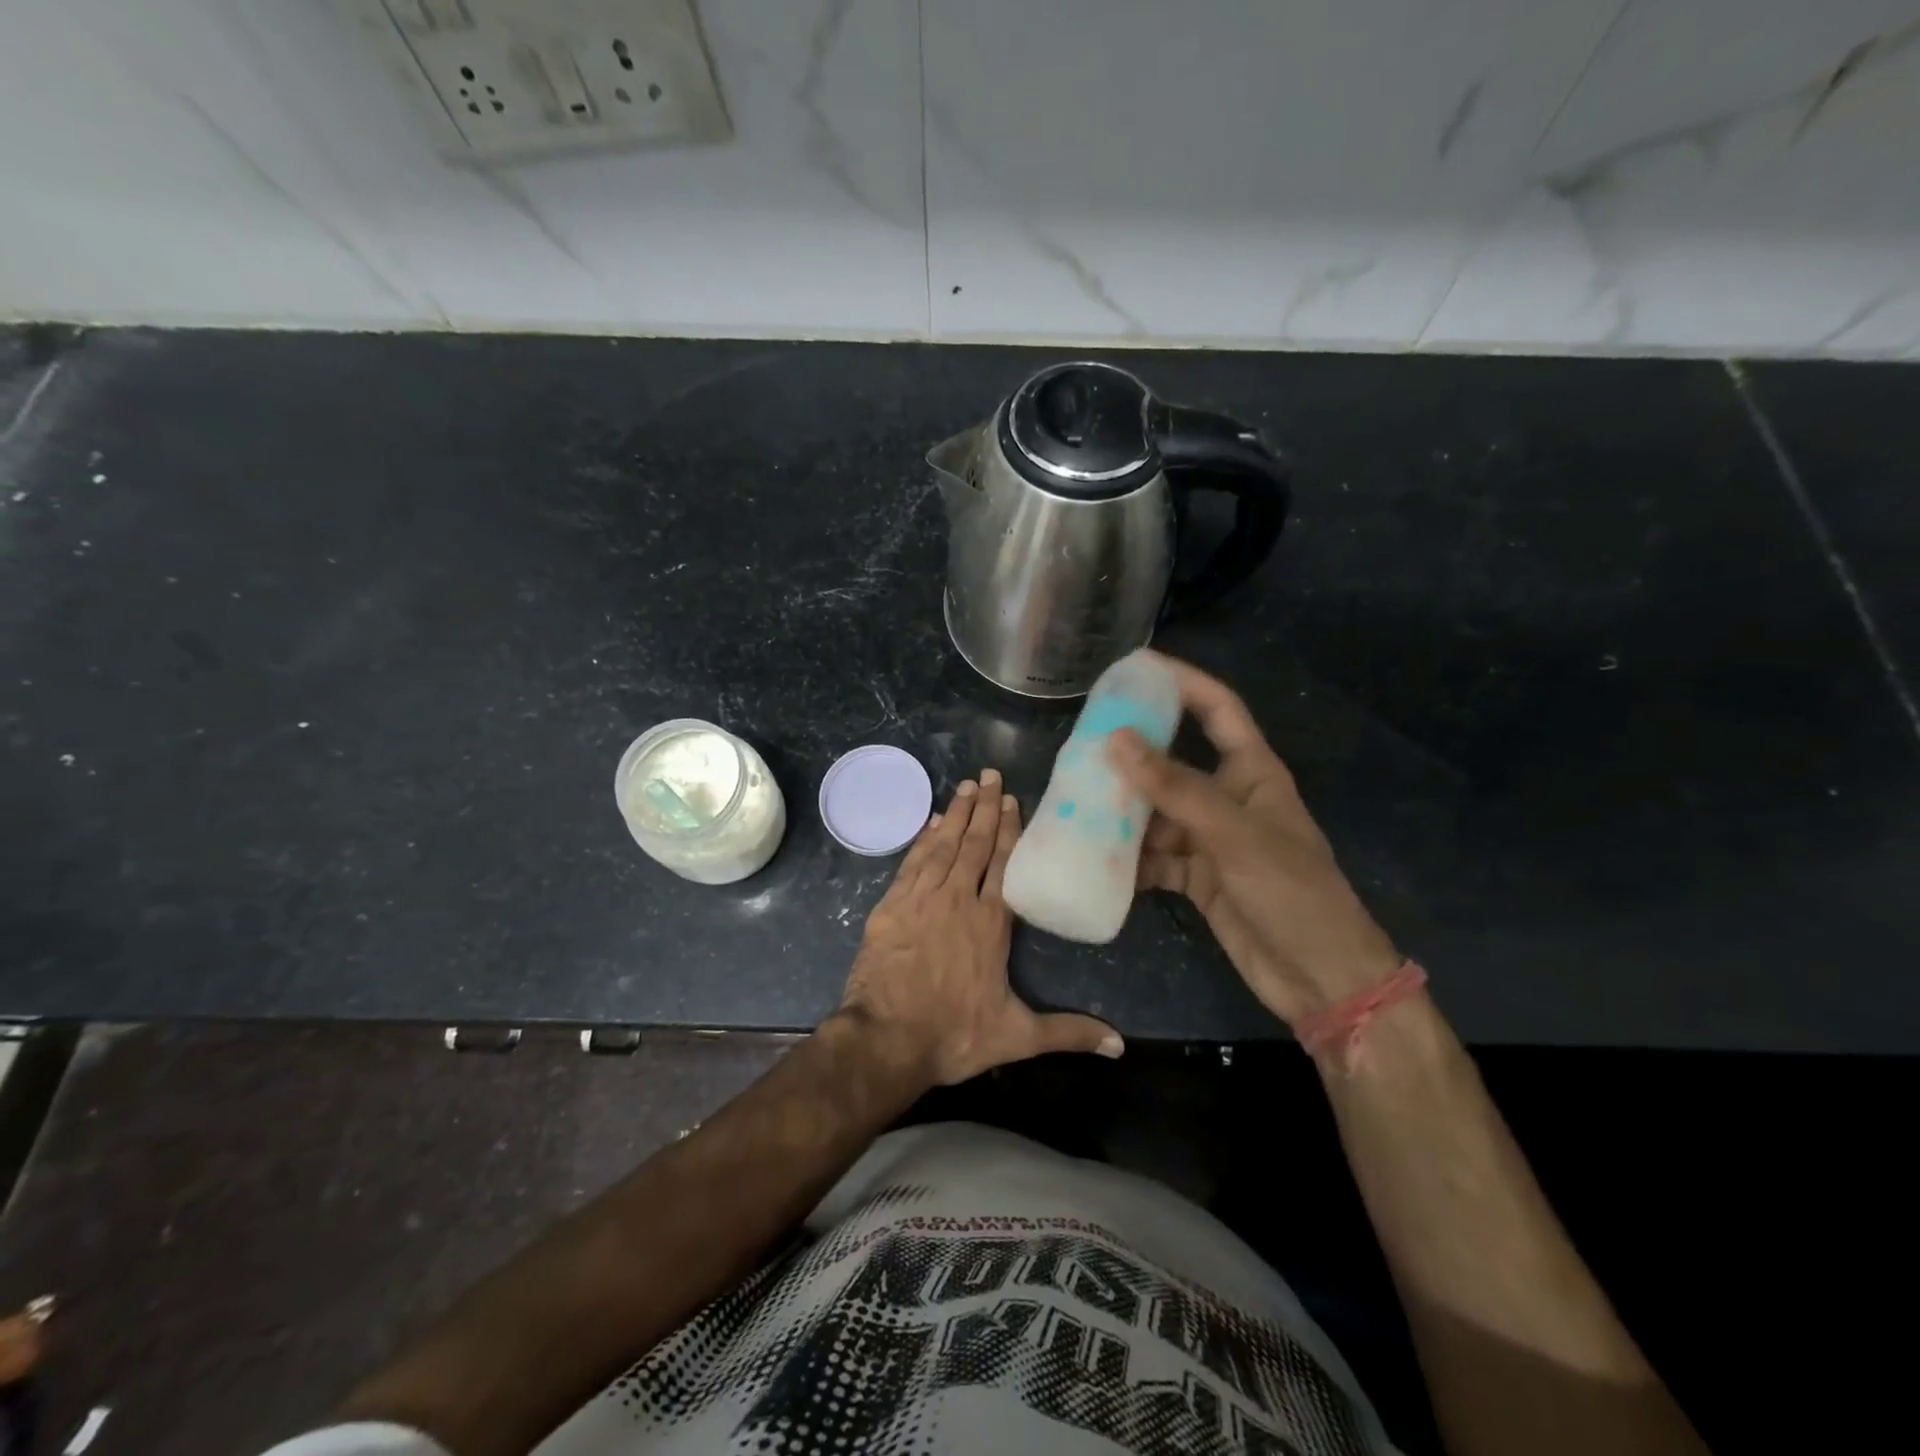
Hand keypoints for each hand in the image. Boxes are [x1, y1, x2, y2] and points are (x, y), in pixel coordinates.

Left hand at [837, 769, 1123, 1084]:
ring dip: (955, 814)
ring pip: (942, 845)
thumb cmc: (954, 1035)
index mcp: (990, 923)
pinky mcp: (890, 906)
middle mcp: (957, 900)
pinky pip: (911, 862)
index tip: (1012, 800)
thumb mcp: (1017, 1037)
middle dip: (984, 808)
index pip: (1004, 864)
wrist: (885, 1040)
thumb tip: (1120, 1046)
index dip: (1009, 830)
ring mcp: (920, 899)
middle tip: (989, 774)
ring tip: (965, 786)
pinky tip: (930, 823)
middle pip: (974, 844)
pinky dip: (922, 839)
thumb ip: (1068, 1033)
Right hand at [1108, 654, 1401, 1027]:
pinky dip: (1128, 860)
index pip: (1217, 710)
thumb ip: (1176, 789)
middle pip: (1173, 762)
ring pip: (1155, 813)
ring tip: (1076, 805)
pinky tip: (1095, 859)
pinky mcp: (1196, 876)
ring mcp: (1209, 839)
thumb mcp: (1235, 834)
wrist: (1320, 979)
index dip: (1182, 682)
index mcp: (1252, 772)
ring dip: (1121, 813)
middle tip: (1082, 744)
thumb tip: (1116, 741)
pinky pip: (1153, 857)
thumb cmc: (1293, 892)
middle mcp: (1227, 798)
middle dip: (1132, 754)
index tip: (1135, 667)